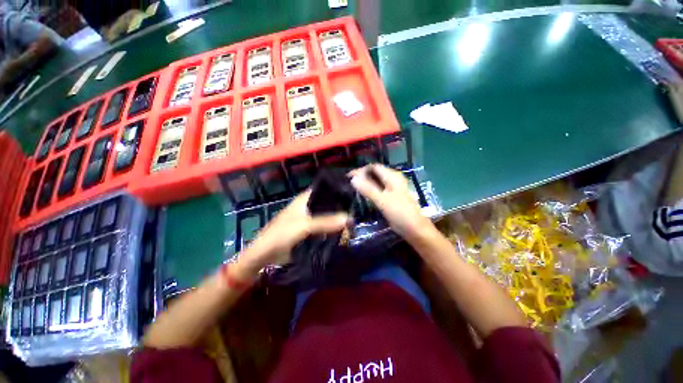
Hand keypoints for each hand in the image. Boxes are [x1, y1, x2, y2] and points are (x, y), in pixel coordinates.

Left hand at [245, 191, 349, 267]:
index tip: (352, 194)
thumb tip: (349, 218)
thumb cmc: (281, 234)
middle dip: (340, 208)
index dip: (337, 190)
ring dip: (337, 220)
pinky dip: (332, 230)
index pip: (324, 189)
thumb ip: (325, 221)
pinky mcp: (310, 231)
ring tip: (352, 225)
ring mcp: (310, 219)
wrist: (265, 255)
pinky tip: (342, 233)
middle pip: (328, 204)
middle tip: (356, 213)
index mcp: (305, 199)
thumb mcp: (304, 225)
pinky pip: (324, 228)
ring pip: (327, 216)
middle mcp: (309, 206)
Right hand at [350, 164, 433, 240]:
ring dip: (365, 183)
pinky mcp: (391, 197)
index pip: (374, 167)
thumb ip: (368, 189)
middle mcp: (393, 180)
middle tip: (349, 183)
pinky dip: (370, 190)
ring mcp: (392, 189)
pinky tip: (363, 195)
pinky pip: (378, 190)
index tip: (348, 177)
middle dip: (362, 176)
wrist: (415, 229)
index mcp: (393, 176)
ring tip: (353, 188)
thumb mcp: (382, 200)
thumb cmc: (400, 213)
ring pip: (376, 182)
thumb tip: (352, 178)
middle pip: (375, 173)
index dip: (361, 170)